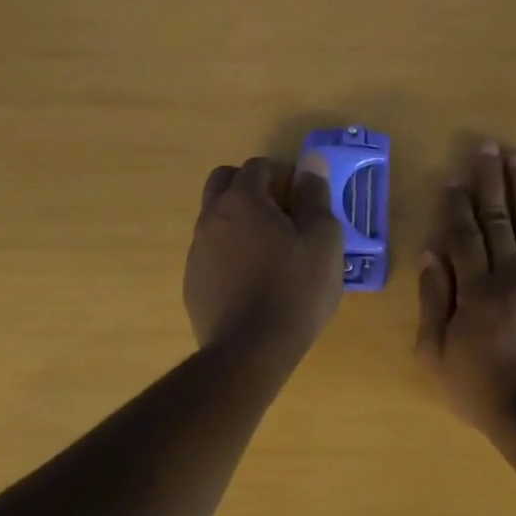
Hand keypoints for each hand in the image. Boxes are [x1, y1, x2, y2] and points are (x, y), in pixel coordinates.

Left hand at [186, 155, 343, 365]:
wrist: (251, 351)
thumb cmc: (295, 290)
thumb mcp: (323, 241)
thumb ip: (316, 198)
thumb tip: (311, 164)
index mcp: (242, 202)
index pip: (257, 166)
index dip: (283, 174)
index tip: (303, 198)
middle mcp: (211, 218)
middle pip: (224, 182)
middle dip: (252, 187)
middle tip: (282, 214)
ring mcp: (196, 252)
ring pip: (215, 218)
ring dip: (239, 221)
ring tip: (270, 252)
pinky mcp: (192, 283)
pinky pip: (211, 253)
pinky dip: (230, 253)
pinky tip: (252, 282)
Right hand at [416, 143, 515, 433]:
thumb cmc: (480, 389)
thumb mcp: (436, 354)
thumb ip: (433, 301)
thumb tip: (430, 254)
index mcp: (475, 289)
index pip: (463, 235)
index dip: (456, 204)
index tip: (454, 177)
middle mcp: (510, 274)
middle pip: (498, 219)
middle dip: (491, 181)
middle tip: (488, 147)